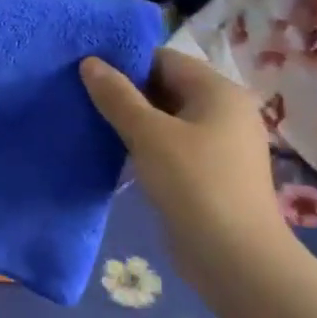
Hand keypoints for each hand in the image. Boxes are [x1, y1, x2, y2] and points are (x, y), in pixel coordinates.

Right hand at [80, 48, 284, 256]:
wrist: (235, 258)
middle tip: (81, 95)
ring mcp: (219, 145)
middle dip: (126, 91)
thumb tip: (89, 62)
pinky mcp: (209, 173)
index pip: (165, 59)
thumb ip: (117, 96)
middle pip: (166, 87)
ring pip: (166, 119)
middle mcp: (224, 112)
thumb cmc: (194, 183)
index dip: (126, 62)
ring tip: (90, 121)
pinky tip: (114, 151)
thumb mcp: (148, 134)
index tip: (87, 71)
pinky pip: (171, 146)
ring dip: (132, 120)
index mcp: (218, 91)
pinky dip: (145, 145)